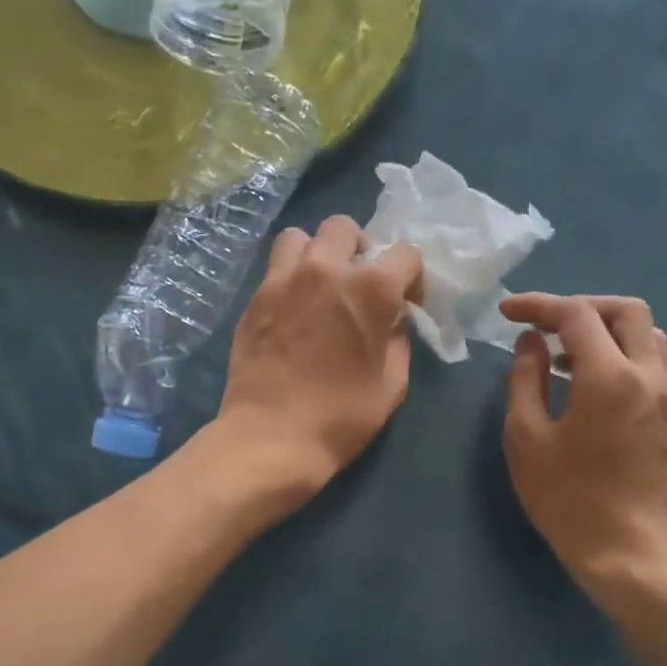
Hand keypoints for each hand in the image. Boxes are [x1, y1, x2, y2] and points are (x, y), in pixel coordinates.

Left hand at [215, 214, 423, 507]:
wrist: (271, 438)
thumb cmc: (341, 418)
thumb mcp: (392, 384)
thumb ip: (398, 339)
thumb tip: (390, 320)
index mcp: (370, 289)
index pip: (405, 254)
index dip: (412, 278)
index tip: (406, 304)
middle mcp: (325, 269)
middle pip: (345, 227)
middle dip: (360, 249)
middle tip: (359, 284)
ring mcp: (283, 280)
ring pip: (301, 237)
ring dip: (317, 253)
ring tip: (320, 286)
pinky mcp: (255, 299)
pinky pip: (275, 267)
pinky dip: (290, 276)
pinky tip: (294, 309)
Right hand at [500, 293, 666, 604]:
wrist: (624, 548)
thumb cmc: (566, 496)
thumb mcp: (526, 437)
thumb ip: (526, 379)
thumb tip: (529, 343)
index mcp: (609, 376)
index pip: (577, 315)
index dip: (539, 306)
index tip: (506, 312)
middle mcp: (647, 374)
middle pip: (625, 310)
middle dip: (581, 307)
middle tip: (543, 325)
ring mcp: (664, 394)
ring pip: (644, 333)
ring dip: (604, 328)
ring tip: (562, 351)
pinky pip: (648, 359)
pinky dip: (617, 351)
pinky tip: (584, 378)